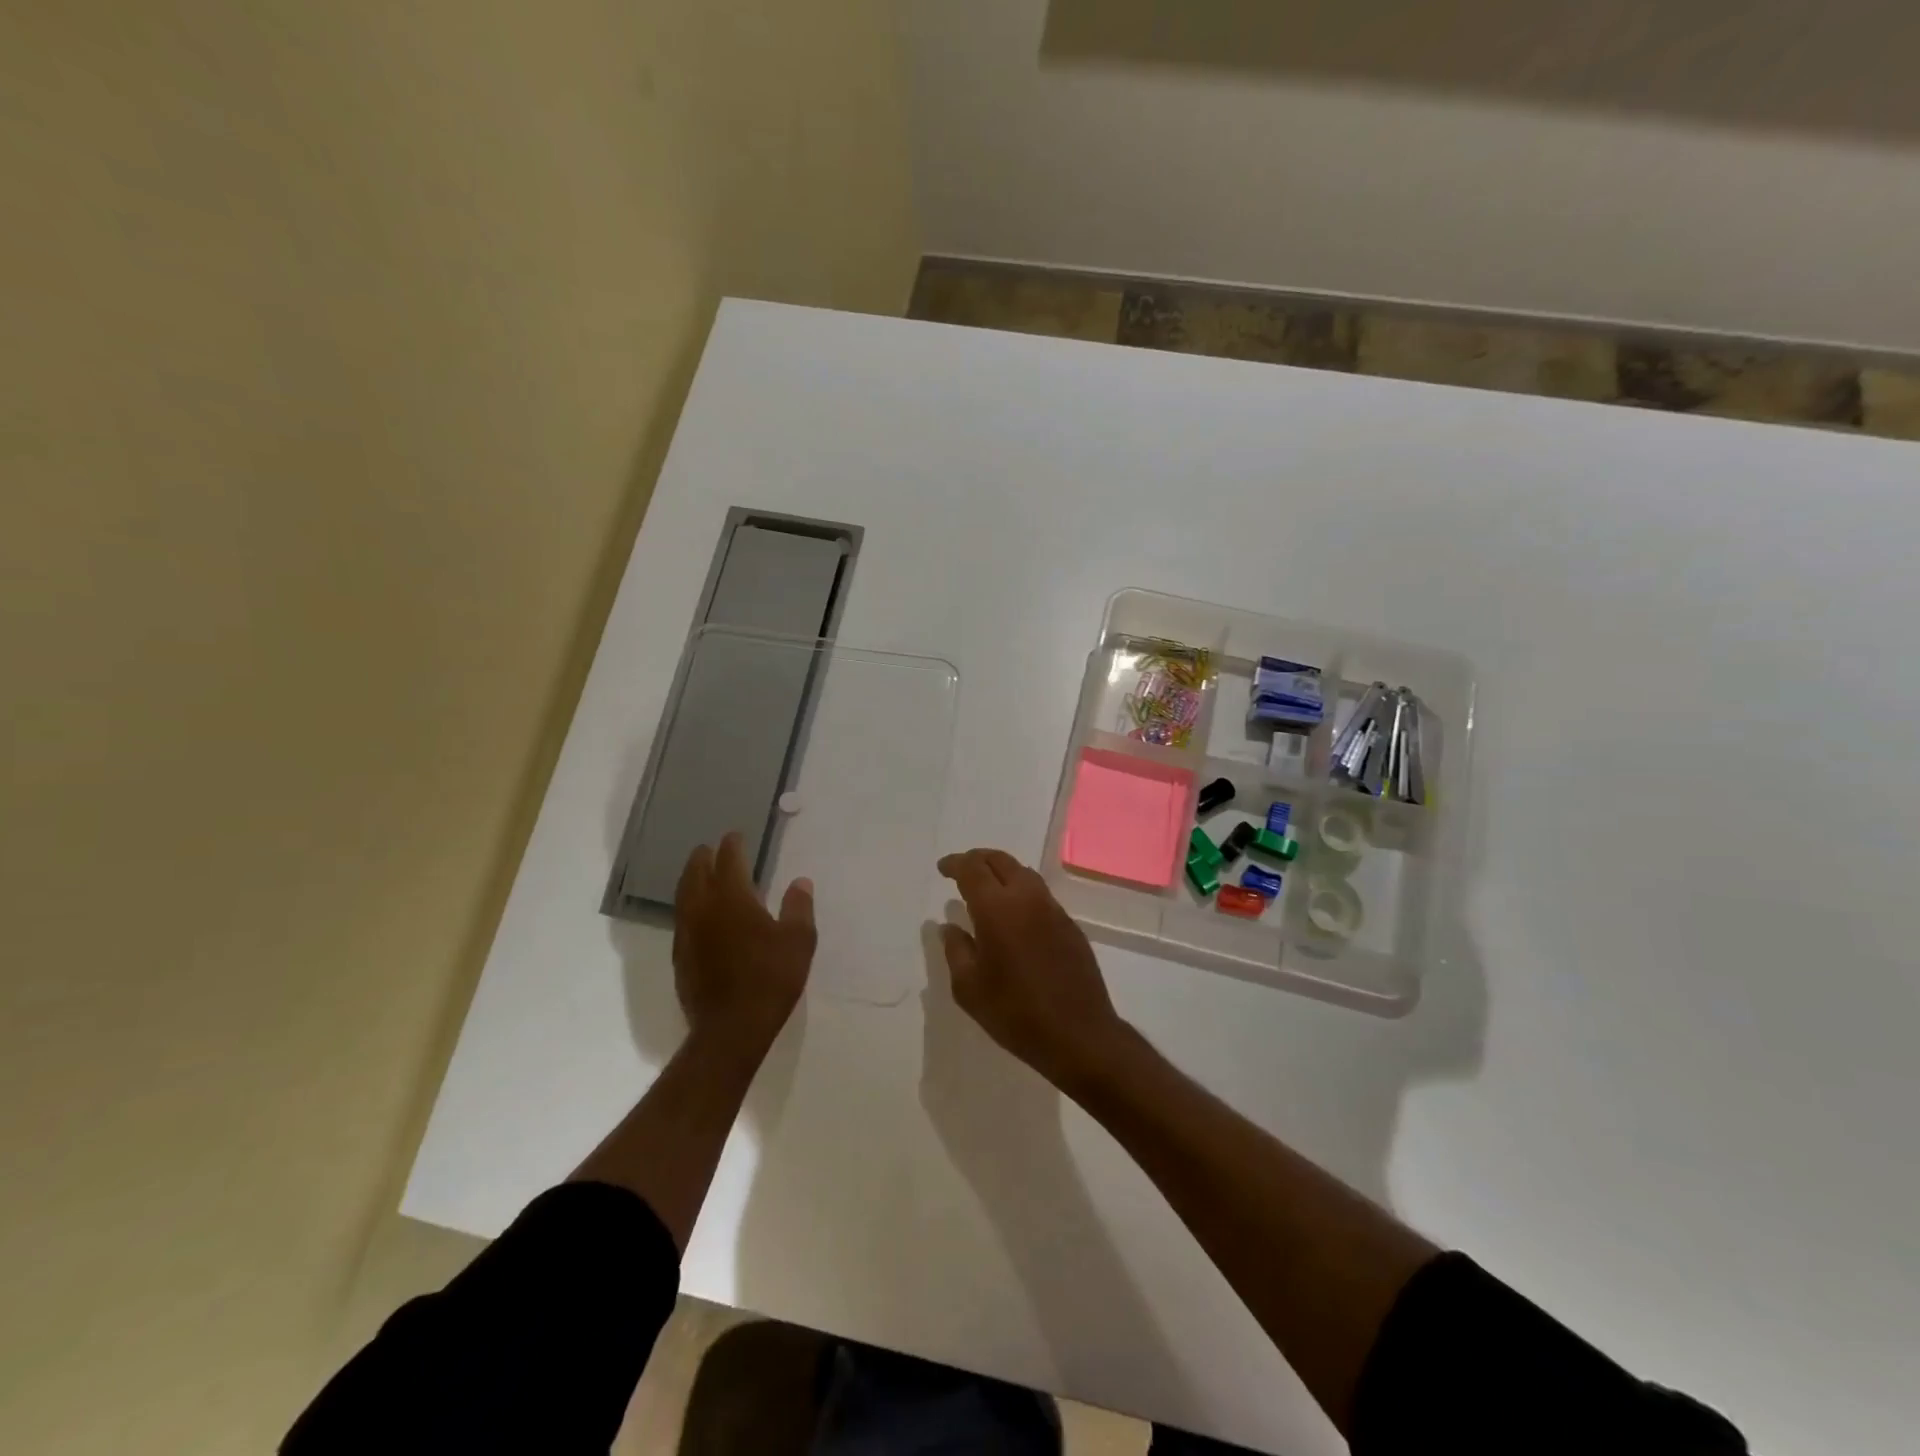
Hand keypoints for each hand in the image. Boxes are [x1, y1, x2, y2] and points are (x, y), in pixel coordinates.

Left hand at [673, 833, 815, 1057]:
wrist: (731, 1029)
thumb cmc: (770, 979)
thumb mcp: (798, 941)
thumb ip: (798, 907)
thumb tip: (800, 882)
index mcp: (732, 898)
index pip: (728, 861)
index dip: (732, 845)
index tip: (735, 835)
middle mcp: (703, 909)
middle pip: (696, 873)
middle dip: (703, 857)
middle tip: (710, 848)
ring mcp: (687, 934)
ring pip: (684, 895)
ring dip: (691, 879)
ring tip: (699, 873)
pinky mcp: (680, 957)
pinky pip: (682, 919)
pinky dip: (689, 905)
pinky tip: (698, 914)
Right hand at [936, 848, 1129, 1090]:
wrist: (1078, 1034)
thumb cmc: (1015, 1012)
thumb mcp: (969, 988)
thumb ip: (956, 950)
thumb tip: (949, 927)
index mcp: (997, 908)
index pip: (972, 869)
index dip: (955, 863)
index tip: (943, 868)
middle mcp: (1027, 898)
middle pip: (1001, 861)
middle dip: (978, 859)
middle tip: (962, 869)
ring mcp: (1053, 909)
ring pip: (1024, 873)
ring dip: (1002, 872)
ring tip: (987, 887)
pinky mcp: (1070, 925)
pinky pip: (1040, 894)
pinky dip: (1021, 891)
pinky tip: (1014, 913)